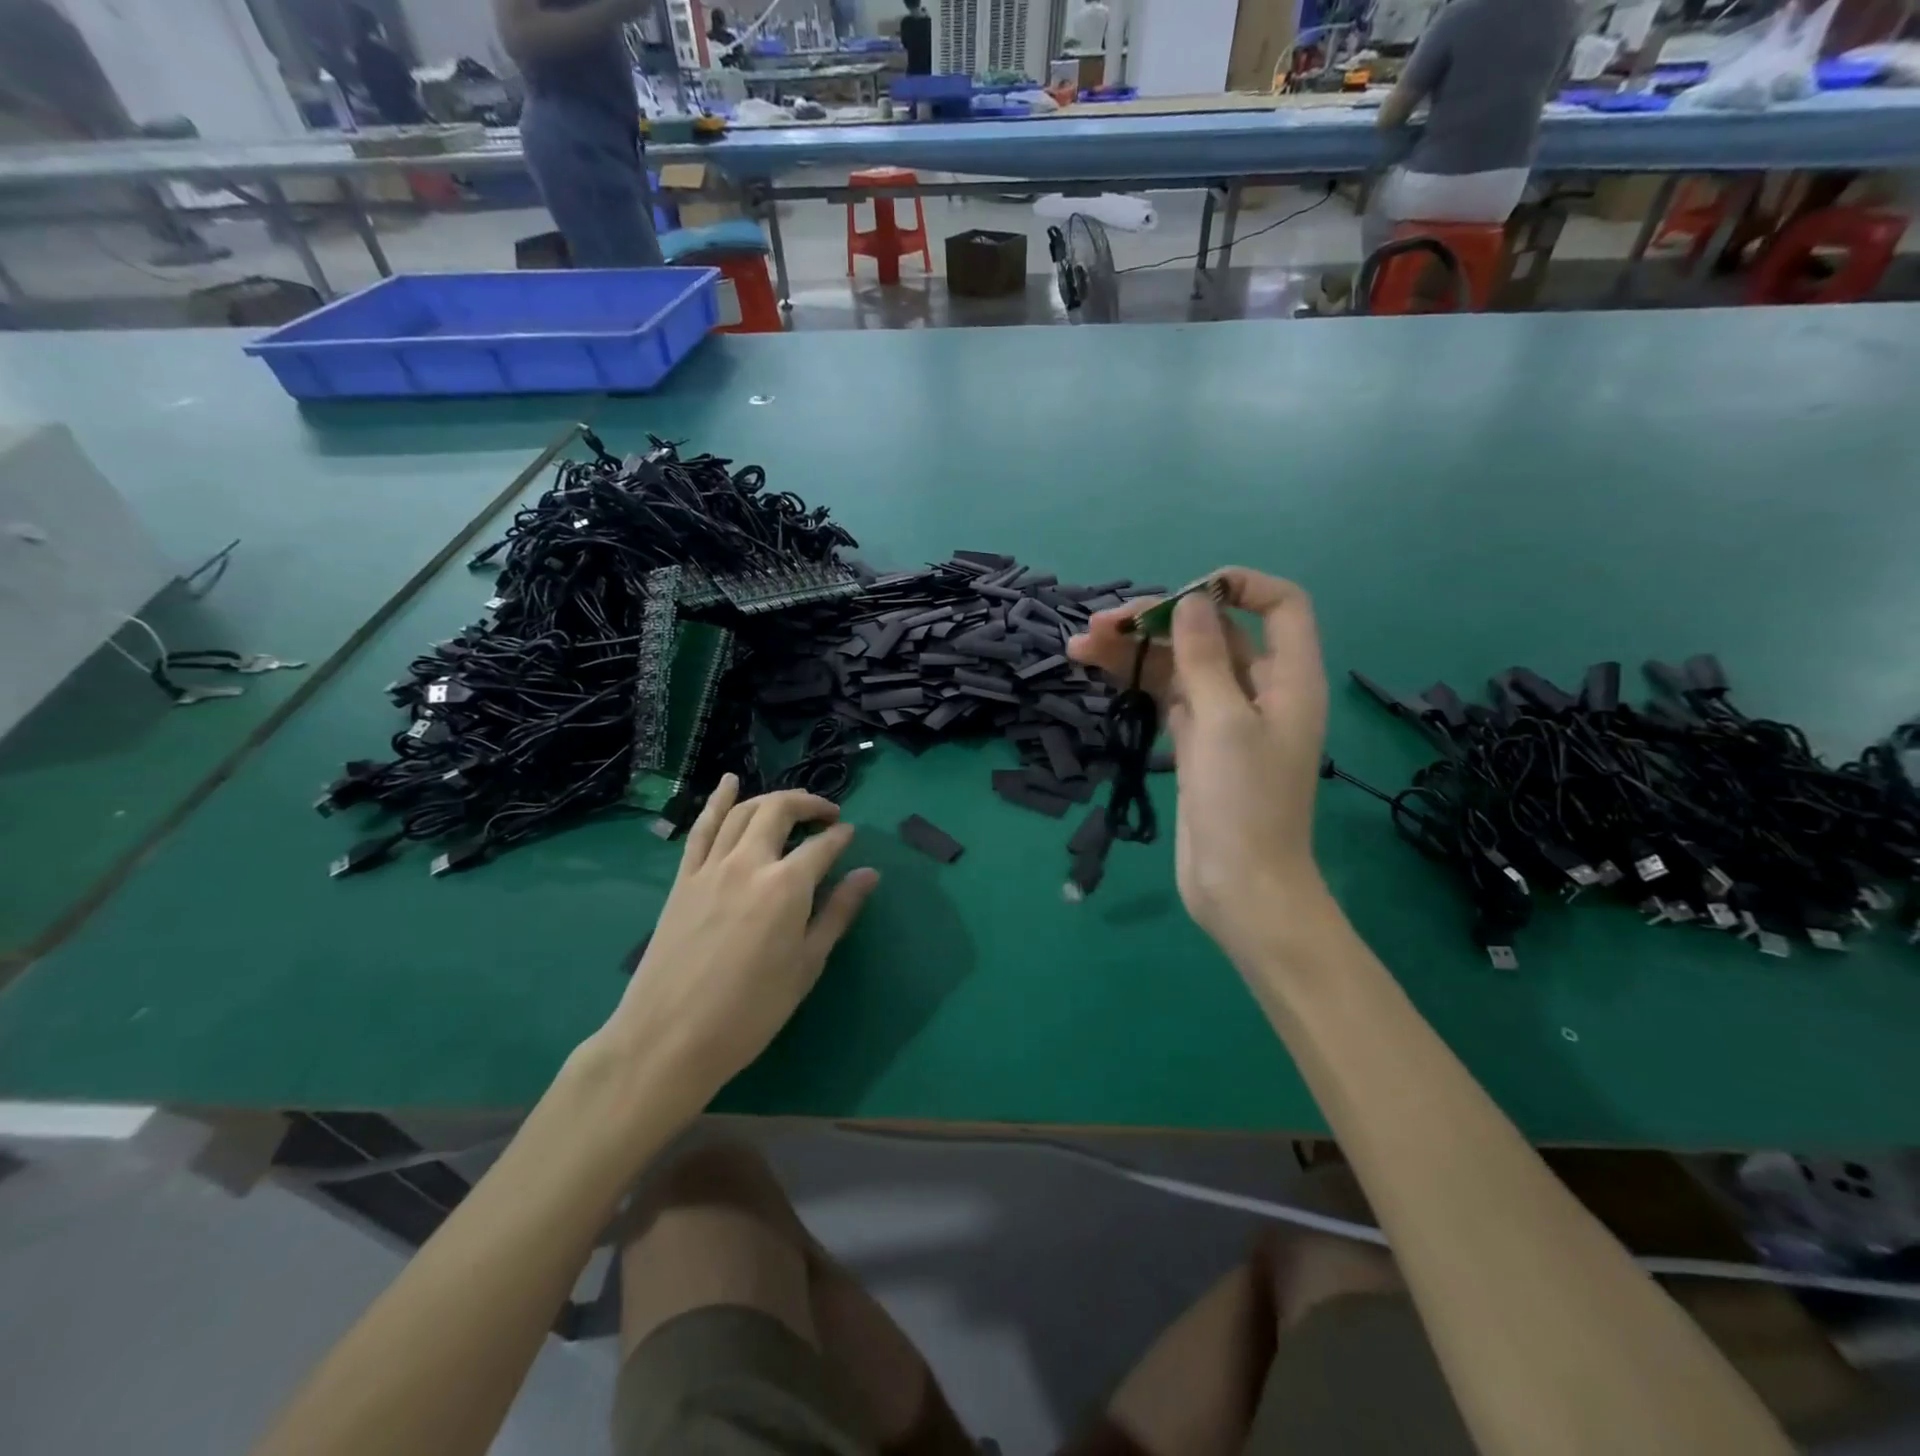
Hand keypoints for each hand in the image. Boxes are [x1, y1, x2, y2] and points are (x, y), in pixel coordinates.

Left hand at [598, 776, 877, 1110]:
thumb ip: (838, 912)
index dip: (841, 836)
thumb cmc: (750, 1011)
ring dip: (770, 799)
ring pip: (742, 812)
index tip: (851, 836)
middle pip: (780, 811)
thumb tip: (869, 873)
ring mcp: (711, 867)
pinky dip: (717, 801)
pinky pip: (702, 828)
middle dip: (809, 804)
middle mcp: (749, 862)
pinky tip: (729, 783)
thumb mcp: (807, 965)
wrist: (669, 1039)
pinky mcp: (683, 879)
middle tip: (827, 814)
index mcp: (787, 885)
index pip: (823, 845)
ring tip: (790, 804)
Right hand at [1068, 568, 1329, 963]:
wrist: (1240, 887)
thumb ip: (1205, 658)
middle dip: (1159, 622)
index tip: (1183, 595)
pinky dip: (1136, 681)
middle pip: (1213, 633)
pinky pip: (1168, 695)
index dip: (1238, 586)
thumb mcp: (1224, 722)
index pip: (1280, 606)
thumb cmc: (1244, 804)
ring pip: (1181, 665)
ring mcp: (1225, 717)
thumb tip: (1191, 601)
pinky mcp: (1197, 742)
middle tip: (1101, 625)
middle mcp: (1259, 689)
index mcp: (1289, 677)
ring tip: (1079, 646)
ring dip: (1135, 651)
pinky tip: (1098, 671)